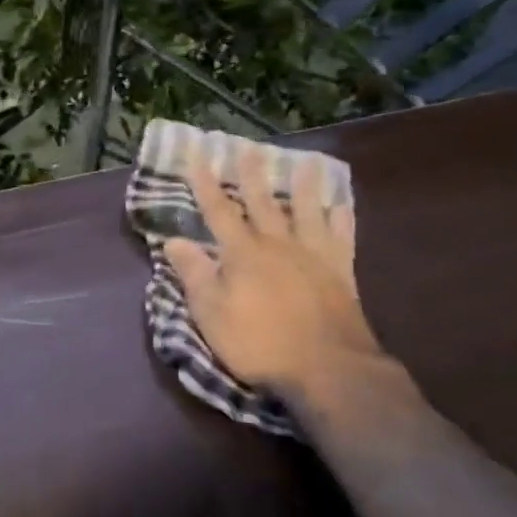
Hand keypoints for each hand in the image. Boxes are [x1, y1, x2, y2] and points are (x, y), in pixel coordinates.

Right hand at [165, 150, 382, 406]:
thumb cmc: (259, 343)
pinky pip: (342, 237)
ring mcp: (314, 256)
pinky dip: (342, 218)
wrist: (329, 369)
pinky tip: (341, 205)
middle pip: (263, 202)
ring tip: (306, 161)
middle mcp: (278, 244)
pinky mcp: (341, 273)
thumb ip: (194, 273)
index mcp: (242, 253)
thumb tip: (174, 239)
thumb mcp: (211, 313)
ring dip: (304, 185)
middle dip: (251, 174)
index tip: (196, 156)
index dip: (204, 184)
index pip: (218, 211)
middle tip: (248, 147)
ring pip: (308, 211)